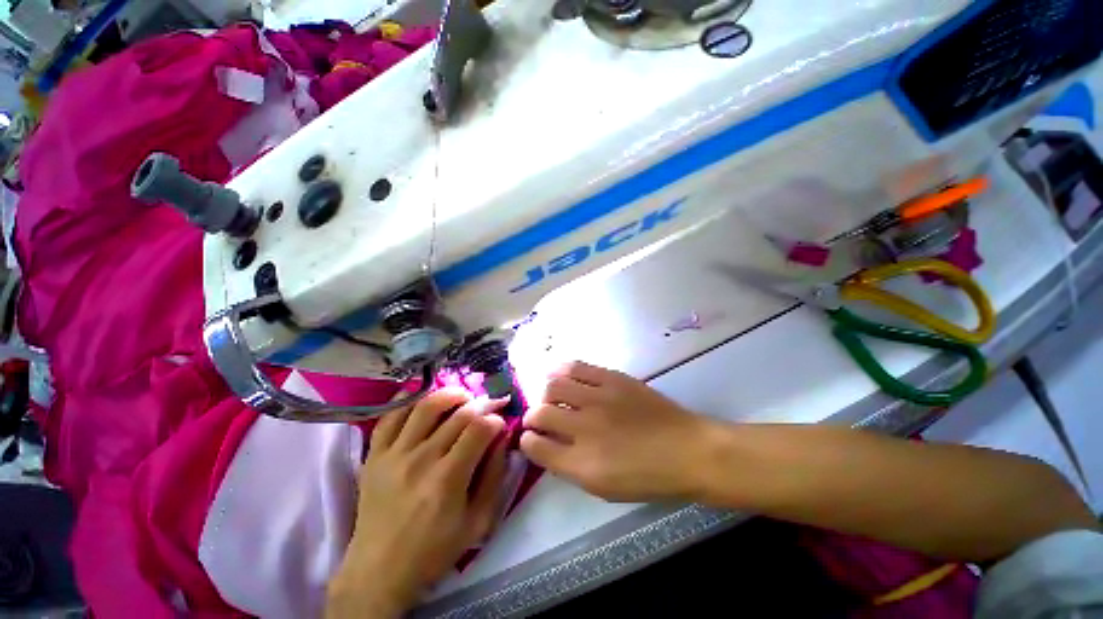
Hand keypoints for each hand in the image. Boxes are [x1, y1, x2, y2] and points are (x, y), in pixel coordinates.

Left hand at [327, 389, 508, 618]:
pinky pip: (391, 415)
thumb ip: (495, 476)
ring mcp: (394, 454)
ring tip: (462, 397)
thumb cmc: (434, 550)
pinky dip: (408, 399)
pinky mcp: (374, 454)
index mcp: (448, 479)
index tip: (501, 423)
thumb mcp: (478, 522)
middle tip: (488, 406)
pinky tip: (424, 395)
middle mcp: (421, 459)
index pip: (479, 429)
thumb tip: (503, 438)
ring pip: (426, 405)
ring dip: (450, 394)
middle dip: (481, 404)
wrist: (379, 571)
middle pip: (458, 414)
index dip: (496, 419)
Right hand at [520, 361, 712, 502]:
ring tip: (549, 396)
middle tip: (537, 417)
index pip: (537, 448)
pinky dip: (561, 369)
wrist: (687, 450)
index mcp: (582, 464)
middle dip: (531, 417)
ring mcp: (598, 399)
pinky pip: (576, 367)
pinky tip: (558, 372)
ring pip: (553, 387)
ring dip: (544, 393)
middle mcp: (585, 429)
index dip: (527, 441)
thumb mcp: (605, 488)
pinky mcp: (612, 378)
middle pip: (540, 414)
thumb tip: (548, 445)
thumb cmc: (648, 477)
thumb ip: (570, 466)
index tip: (529, 438)